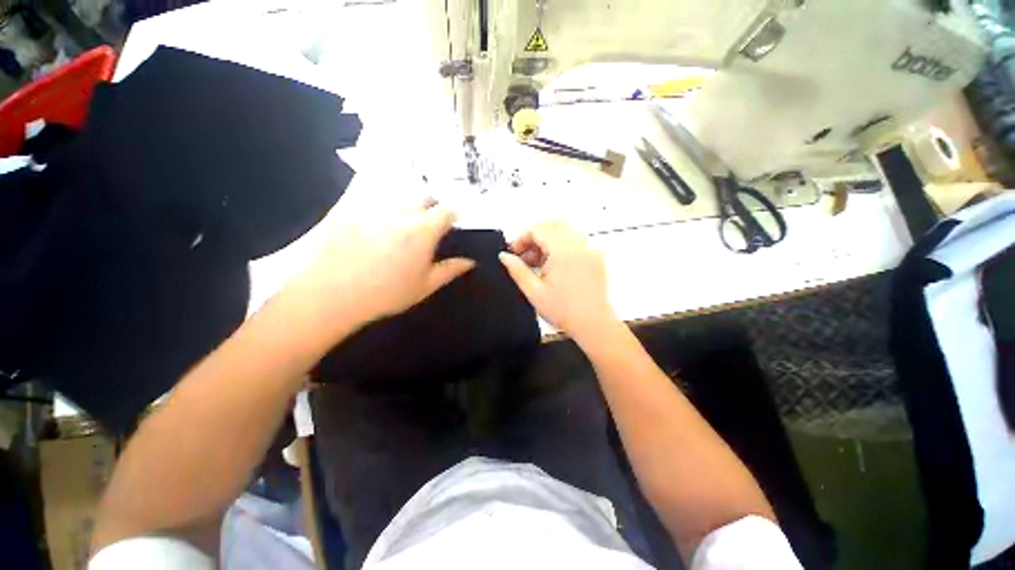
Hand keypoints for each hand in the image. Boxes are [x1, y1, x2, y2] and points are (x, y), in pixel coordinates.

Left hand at [286, 202, 474, 335]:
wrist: (329, 292)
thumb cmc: (385, 292)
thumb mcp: (424, 286)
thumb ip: (449, 270)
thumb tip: (470, 262)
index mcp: (423, 230)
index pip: (446, 211)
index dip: (452, 214)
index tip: (452, 222)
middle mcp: (402, 210)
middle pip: (424, 195)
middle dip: (431, 203)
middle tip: (429, 218)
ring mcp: (374, 204)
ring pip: (399, 189)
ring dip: (407, 197)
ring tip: (404, 212)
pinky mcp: (349, 202)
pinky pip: (369, 187)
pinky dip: (378, 190)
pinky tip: (376, 204)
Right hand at [499, 221, 616, 341]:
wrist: (593, 324)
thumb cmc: (565, 311)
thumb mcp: (534, 291)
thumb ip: (517, 270)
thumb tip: (504, 256)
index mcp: (563, 250)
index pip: (538, 229)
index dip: (522, 238)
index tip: (514, 251)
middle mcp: (578, 244)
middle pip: (551, 226)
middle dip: (534, 237)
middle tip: (524, 255)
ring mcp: (589, 249)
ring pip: (564, 232)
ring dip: (547, 241)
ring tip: (537, 262)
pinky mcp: (595, 257)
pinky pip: (576, 241)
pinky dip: (561, 246)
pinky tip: (553, 265)